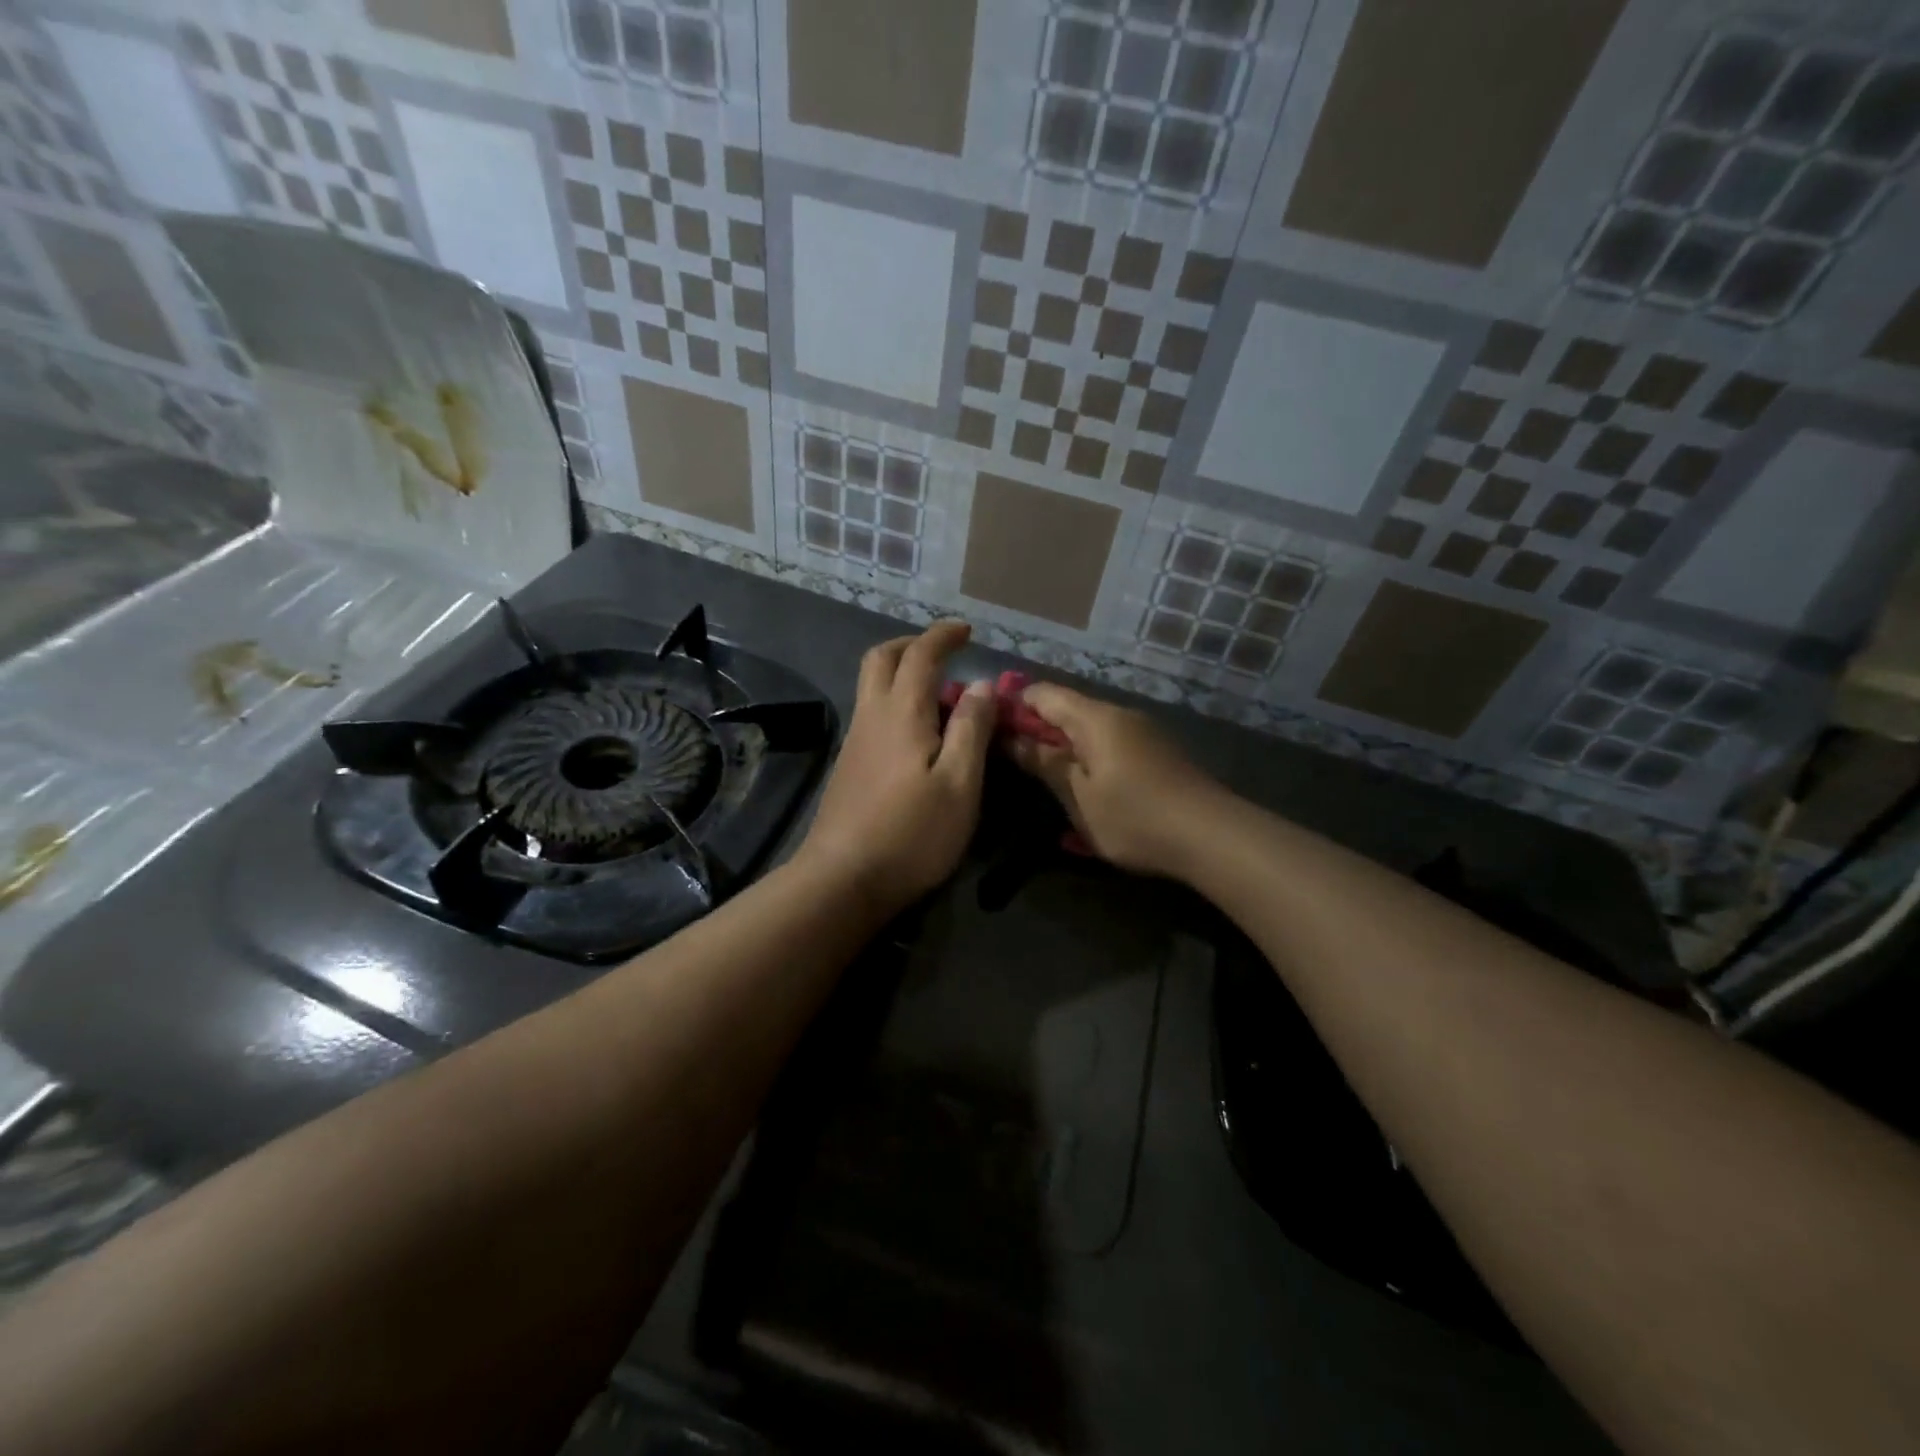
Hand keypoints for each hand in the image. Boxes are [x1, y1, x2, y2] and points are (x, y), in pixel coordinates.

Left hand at [797, 622, 995, 915]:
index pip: (920, 656)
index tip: (965, 630)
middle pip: (880, 659)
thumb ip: (972, 729)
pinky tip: (919, 735)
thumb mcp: (960, 784)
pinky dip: (896, 702)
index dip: (943, 636)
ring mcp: (854, 741)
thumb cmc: (912, 833)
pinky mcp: (849, 765)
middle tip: (943, 653)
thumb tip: (982, 685)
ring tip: (942, 697)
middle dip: (912, 645)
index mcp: (902, 713)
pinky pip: (872, 713)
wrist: (843, 879)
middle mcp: (871, 716)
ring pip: (872, 686)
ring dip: (902, 674)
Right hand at [1004, 682, 1224, 880]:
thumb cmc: (1134, 817)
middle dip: (1036, 728)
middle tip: (1011, 758)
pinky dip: (1089, 756)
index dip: (1013, 704)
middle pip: (1068, 709)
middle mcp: (1120, 715)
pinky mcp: (1158, 753)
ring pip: (1091, 728)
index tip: (989, 726)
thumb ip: (1045, 763)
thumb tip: (1011, 738)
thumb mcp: (1078, 796)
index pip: (1043, 694)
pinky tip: (1083, 785)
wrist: (1212, 837)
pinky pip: (1112, 743)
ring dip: (1063, 745)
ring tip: (1043, 776)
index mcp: (1095, 718)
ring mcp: (1143, 733)